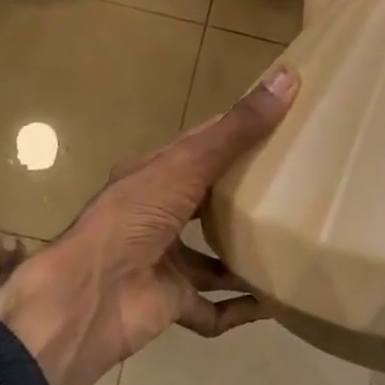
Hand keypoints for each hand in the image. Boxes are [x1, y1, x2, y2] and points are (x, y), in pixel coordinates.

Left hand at [0, 66, 298, 384]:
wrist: (88, 296)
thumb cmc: (134, 217)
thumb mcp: (188, 164)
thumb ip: (238, 128)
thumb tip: (288, 75)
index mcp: (155, 174)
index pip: (201, 146)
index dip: (237, 133)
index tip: (282, 125)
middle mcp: (157, 213)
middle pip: (208, 201)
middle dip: (244, 198)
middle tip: (296, 188)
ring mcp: (163, 259)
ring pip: (211, 257)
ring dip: (243, 256)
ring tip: (289, 248)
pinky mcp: (170, 302)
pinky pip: (211, 309)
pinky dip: (238, 309)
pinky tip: (272, 305)